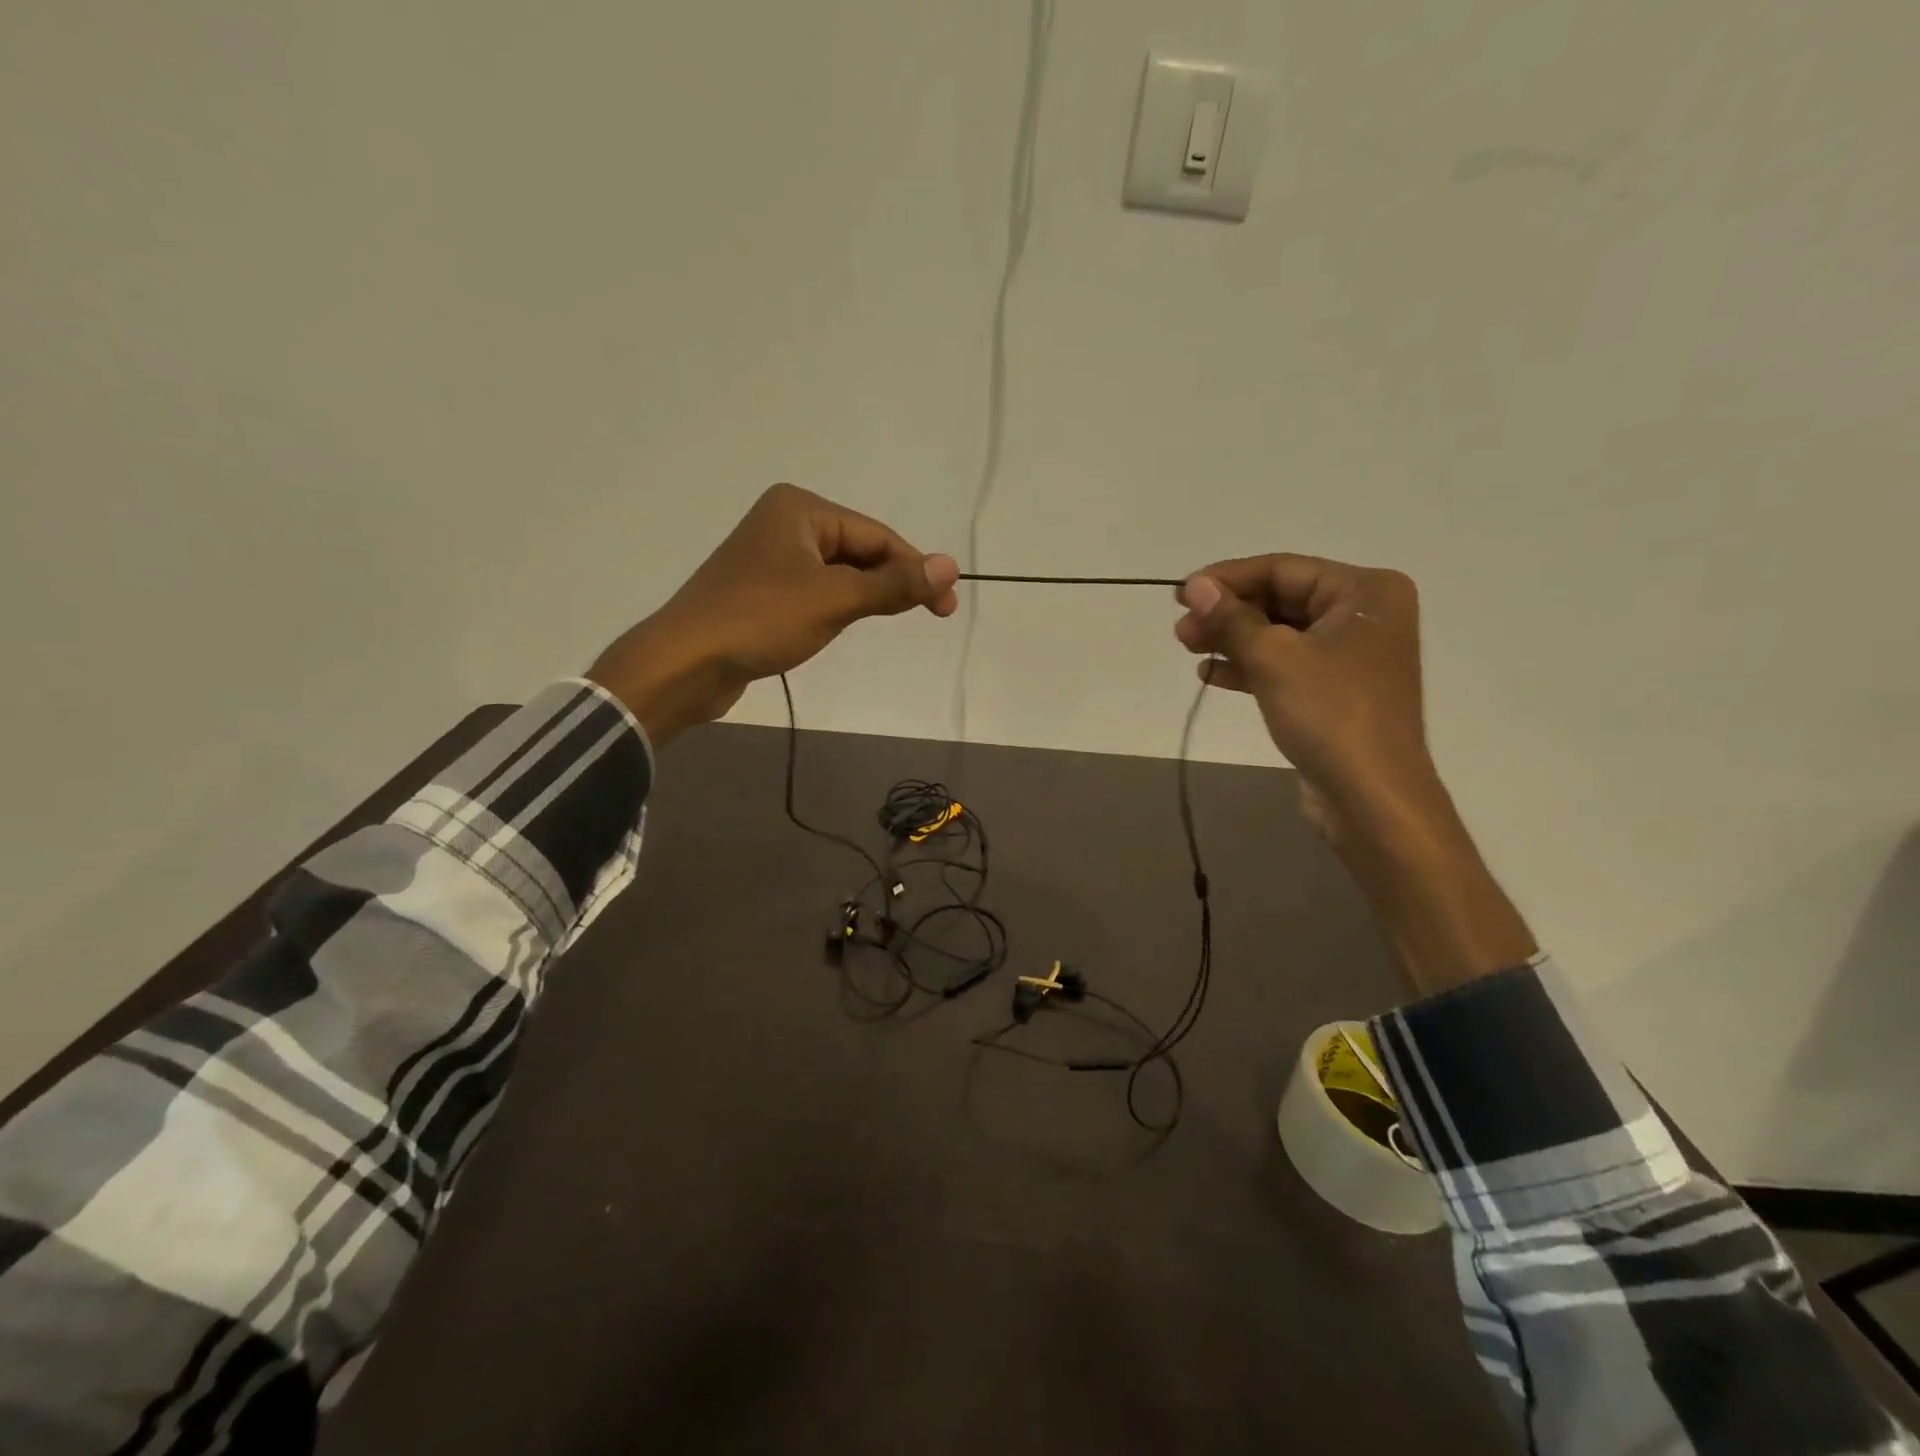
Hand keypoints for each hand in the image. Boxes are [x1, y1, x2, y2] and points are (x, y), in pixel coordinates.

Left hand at [589, 484, 958, 744]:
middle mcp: (784, 523)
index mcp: (800, 509)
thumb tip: (951, 566)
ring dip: (866, 596)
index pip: (876, 535)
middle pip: (859, 551)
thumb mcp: (834, 600)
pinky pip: (815, 591)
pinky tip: (844, 626)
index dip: (916, 569)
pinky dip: (837, 607)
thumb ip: (893, 584)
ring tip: (886, 621)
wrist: (685, 663)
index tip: (947, 606)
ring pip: (838, 574)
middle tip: (930, 615)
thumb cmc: (760, 620)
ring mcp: (770, 558)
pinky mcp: (761, 591)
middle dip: (891, 582)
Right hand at [1174, 553, 1534, 994]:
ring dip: (1232, 640)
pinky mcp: (1334, 689)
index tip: (1179, 594)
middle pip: (1280, 600)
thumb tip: (1193, 585)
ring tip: (1188, 648)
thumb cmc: (1330, 714)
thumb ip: (1231, 618)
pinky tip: (1211, 674)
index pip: (1282, 569)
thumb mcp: (1274, 658)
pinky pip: (1285, 664)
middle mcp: (1363, 614)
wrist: (1371, 797)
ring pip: (1279, 634)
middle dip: (1227, 613)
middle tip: (1181, 630)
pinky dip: (1249, 666)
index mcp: (1365, 591)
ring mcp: (1350, 655)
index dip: (1227, 579)